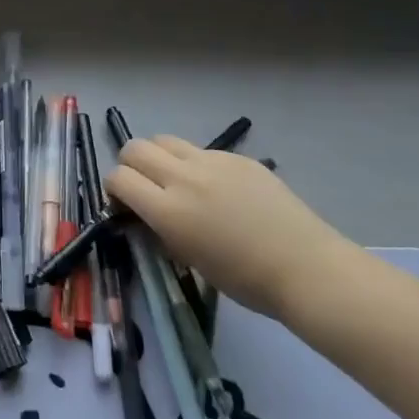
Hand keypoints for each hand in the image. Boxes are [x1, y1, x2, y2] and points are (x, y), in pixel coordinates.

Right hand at [105, 136, 354, 319]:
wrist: (306, 267)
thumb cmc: (244, 279)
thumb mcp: (188, 257)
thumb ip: (161, 227)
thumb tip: (147, 213)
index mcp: (168, 210)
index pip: (118, 178)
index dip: (113, 189)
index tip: (124, 205)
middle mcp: (184, 178)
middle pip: (134, 148)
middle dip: (129, 165)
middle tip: (142, 188)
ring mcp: (213, 162)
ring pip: (164, 140)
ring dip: (158, 157)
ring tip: (174, 180)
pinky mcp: (237, 158)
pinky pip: (200, 150)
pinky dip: (194, 163)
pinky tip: (215, 188)